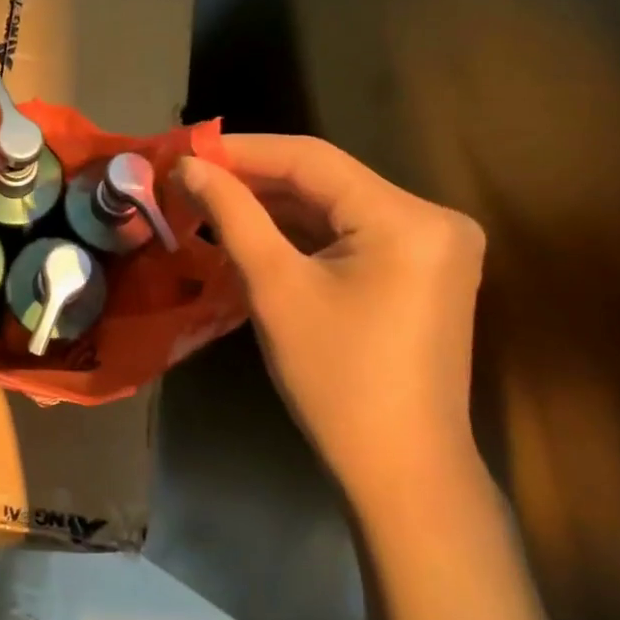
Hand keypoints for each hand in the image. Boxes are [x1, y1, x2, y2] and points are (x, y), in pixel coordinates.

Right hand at [174, 135, 486, 509]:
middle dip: (255, 178)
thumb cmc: (335, 378)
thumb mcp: (274, 286)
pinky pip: (351, 233)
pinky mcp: (422, 270)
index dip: (243, 150)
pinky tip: (254, 229)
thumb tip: (188, 166)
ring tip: (210, 200)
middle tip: (191, 178)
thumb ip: (232, 214)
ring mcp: (433, 246)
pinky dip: (302, 231)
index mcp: (407, 218)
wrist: (401, 470)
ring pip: (336, 205)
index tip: (186, 150)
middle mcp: (432, 218)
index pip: (312, 159)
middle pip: (326, 179)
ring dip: (275, 204)